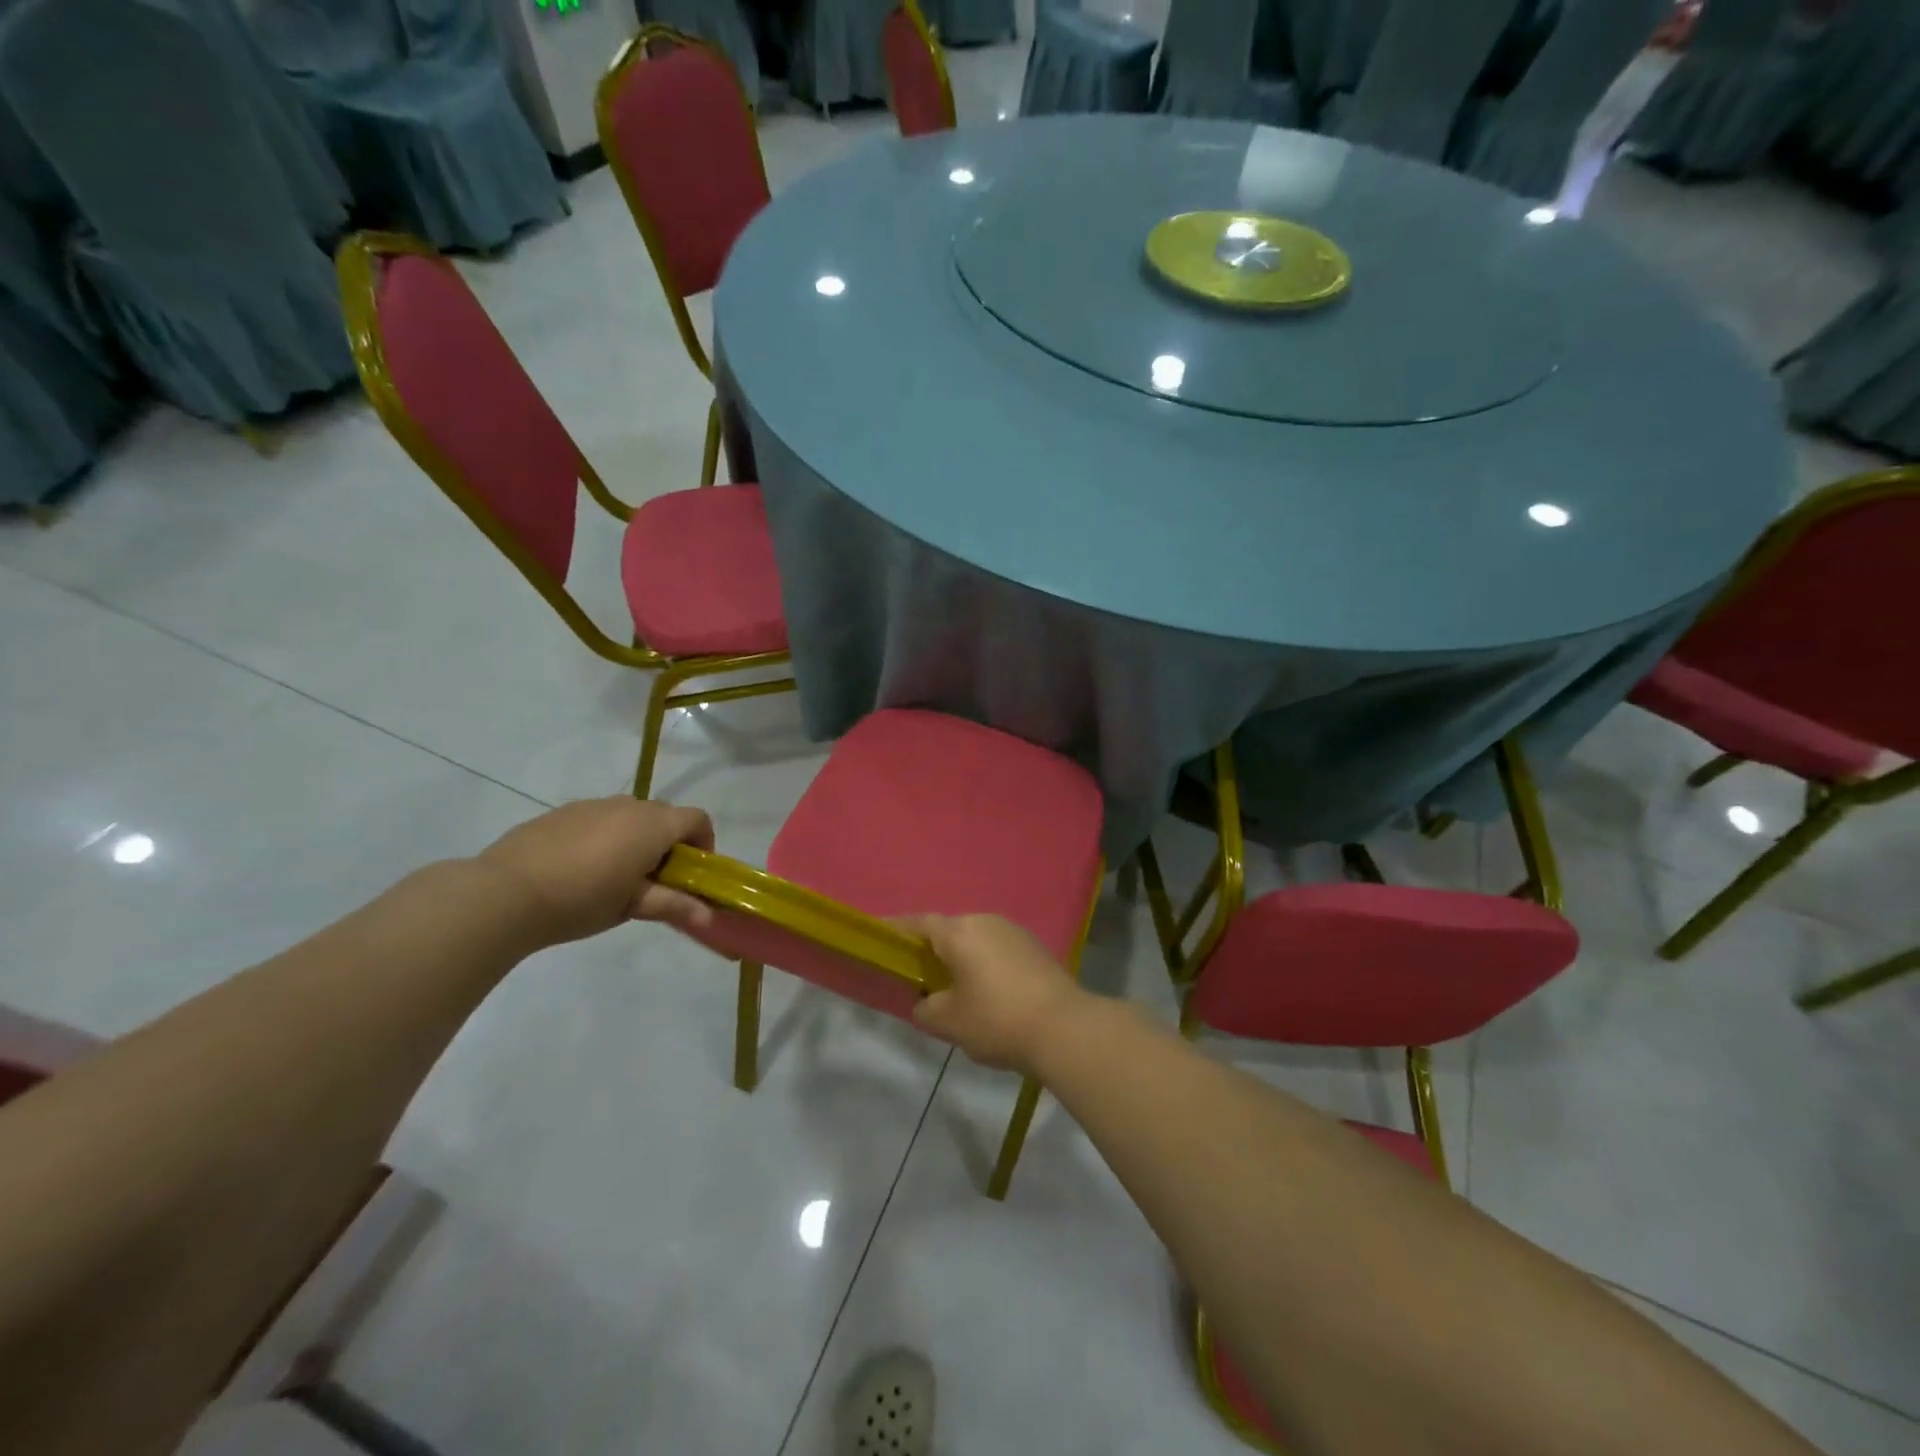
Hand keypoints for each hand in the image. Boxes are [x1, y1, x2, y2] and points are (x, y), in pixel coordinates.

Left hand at [477, 797, 714, 946]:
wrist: (505, 893)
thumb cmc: (581, 900)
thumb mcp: (632, 907)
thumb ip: (673, 905)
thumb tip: (709, 917)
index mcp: (653, 825)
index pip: (697, 819)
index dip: (704, 843)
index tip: (692, 873)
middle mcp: (628, 805)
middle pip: (665, 816)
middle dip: (669, 844)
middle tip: (654, 881)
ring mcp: (592, 805)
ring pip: (629, 816)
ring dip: (635, 839)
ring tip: (613, 877)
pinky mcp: (562, 812)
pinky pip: (598, 819)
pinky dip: (603, 837)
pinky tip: (579, 870)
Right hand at [899, 914, 1089, 1074]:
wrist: (1064, 1027)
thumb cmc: (997, 1020)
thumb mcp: (949, 1022)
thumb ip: (925, 1009)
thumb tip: (925, 1002)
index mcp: (959, 932)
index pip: (918, 923)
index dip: (897, 930)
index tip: (881, 938)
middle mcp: (985, 921)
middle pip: (948, 930)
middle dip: (931, 949)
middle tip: (918, 974)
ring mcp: (1013, 931)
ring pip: (975, 939)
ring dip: (961, 957)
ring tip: (953, 987)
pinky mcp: (1034, 947)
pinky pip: (997, 949)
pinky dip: (984, 963)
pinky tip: (987, 991)